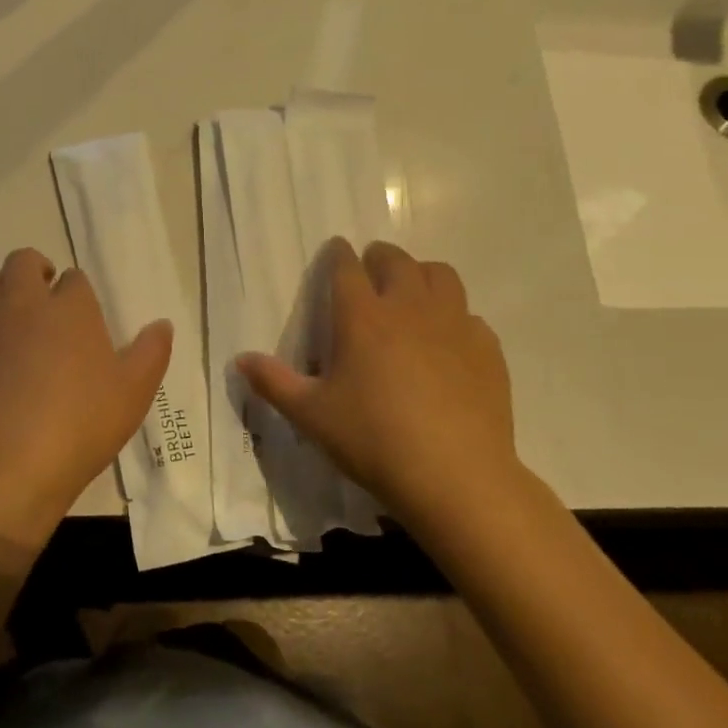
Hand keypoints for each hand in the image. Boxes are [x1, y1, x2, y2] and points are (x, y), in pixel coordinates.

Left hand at [0, 247, 171, 544]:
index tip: (81, 310)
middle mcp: (24, 306)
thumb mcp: (134, 393)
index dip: (77, 290)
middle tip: (42, 292)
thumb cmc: (82, 425)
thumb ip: (151, 353)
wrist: (9, 466)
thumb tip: (162, 324)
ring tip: (10, 315)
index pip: (74, 279)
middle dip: (34, 269)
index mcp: (70, 309)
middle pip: (21, 263)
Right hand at [238, 239, 528, 524]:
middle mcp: (409, 307)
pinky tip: (447, 343)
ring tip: (411, 294)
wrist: (454, 476)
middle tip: (371, 271)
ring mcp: (454, 323)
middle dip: (379, 257)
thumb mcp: (311, 416)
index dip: (338, 254)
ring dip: (421, 275)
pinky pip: (469, 315)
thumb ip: (274, 383)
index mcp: (362, 317)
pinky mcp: (486, 347)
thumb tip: (240, 359)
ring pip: (440, 275)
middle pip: (396, 260)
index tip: (336, 251)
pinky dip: (454, 317)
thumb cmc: (372, 440)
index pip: (347, 266)